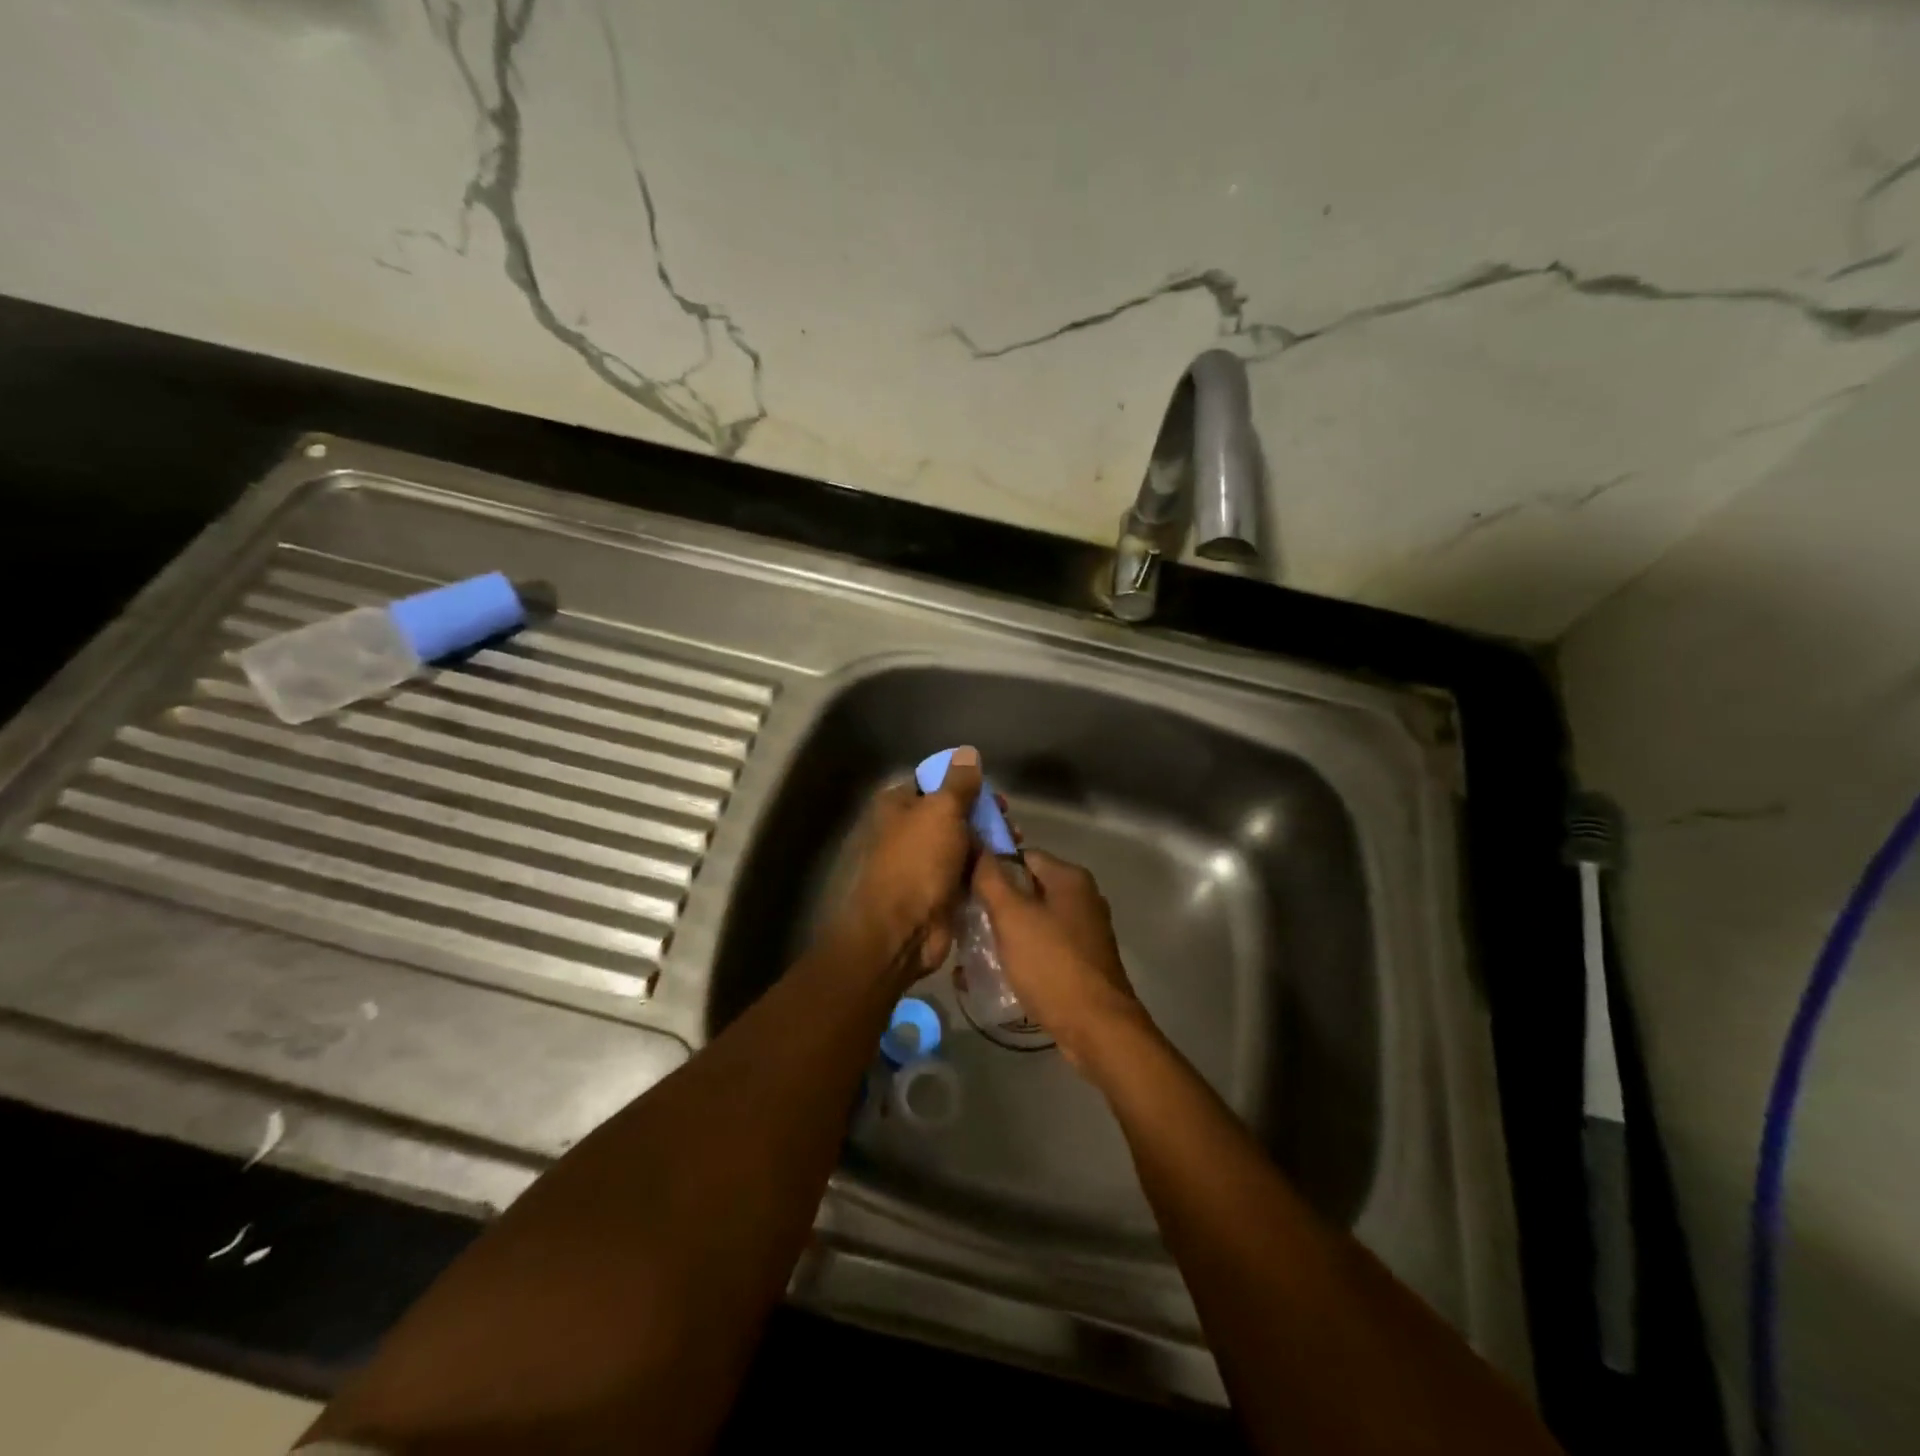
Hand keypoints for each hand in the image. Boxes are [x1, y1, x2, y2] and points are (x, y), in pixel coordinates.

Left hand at [832, 746, 984, 987]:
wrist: (904, 929)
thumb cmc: (918, 860)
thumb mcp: (941, 810)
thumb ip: (959, 782)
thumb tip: (968, 753)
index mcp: (898, 805)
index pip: (932, 781)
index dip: (962, 781)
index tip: (990, 789)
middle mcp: (908, 830)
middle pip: (952, 812)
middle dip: (982, 813)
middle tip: (1008, 818)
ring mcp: (923, 862)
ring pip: (963, 842)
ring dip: (988, 841)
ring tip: (1014, 843)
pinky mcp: (939, 890)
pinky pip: (966, 871)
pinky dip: (984, 867)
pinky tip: (1007, 866)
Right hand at [972, 850, 1148, 1068]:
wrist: (1097, 1028)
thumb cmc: (1052, 964)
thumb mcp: (1012, 917)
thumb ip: (990, 879)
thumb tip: (977, 848)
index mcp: (1070, 878)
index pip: (1022, 855)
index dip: (990, 866)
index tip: (963, 886)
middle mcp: (1082, 898)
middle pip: (1027, 888)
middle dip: (995, 903)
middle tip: (964, 919)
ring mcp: (1085, 931)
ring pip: (1034, 920)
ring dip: (1006, 931)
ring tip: (973, 948)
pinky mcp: (1083, 962)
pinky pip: (1044, 946)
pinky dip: (1022, 953)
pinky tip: (997, 970)